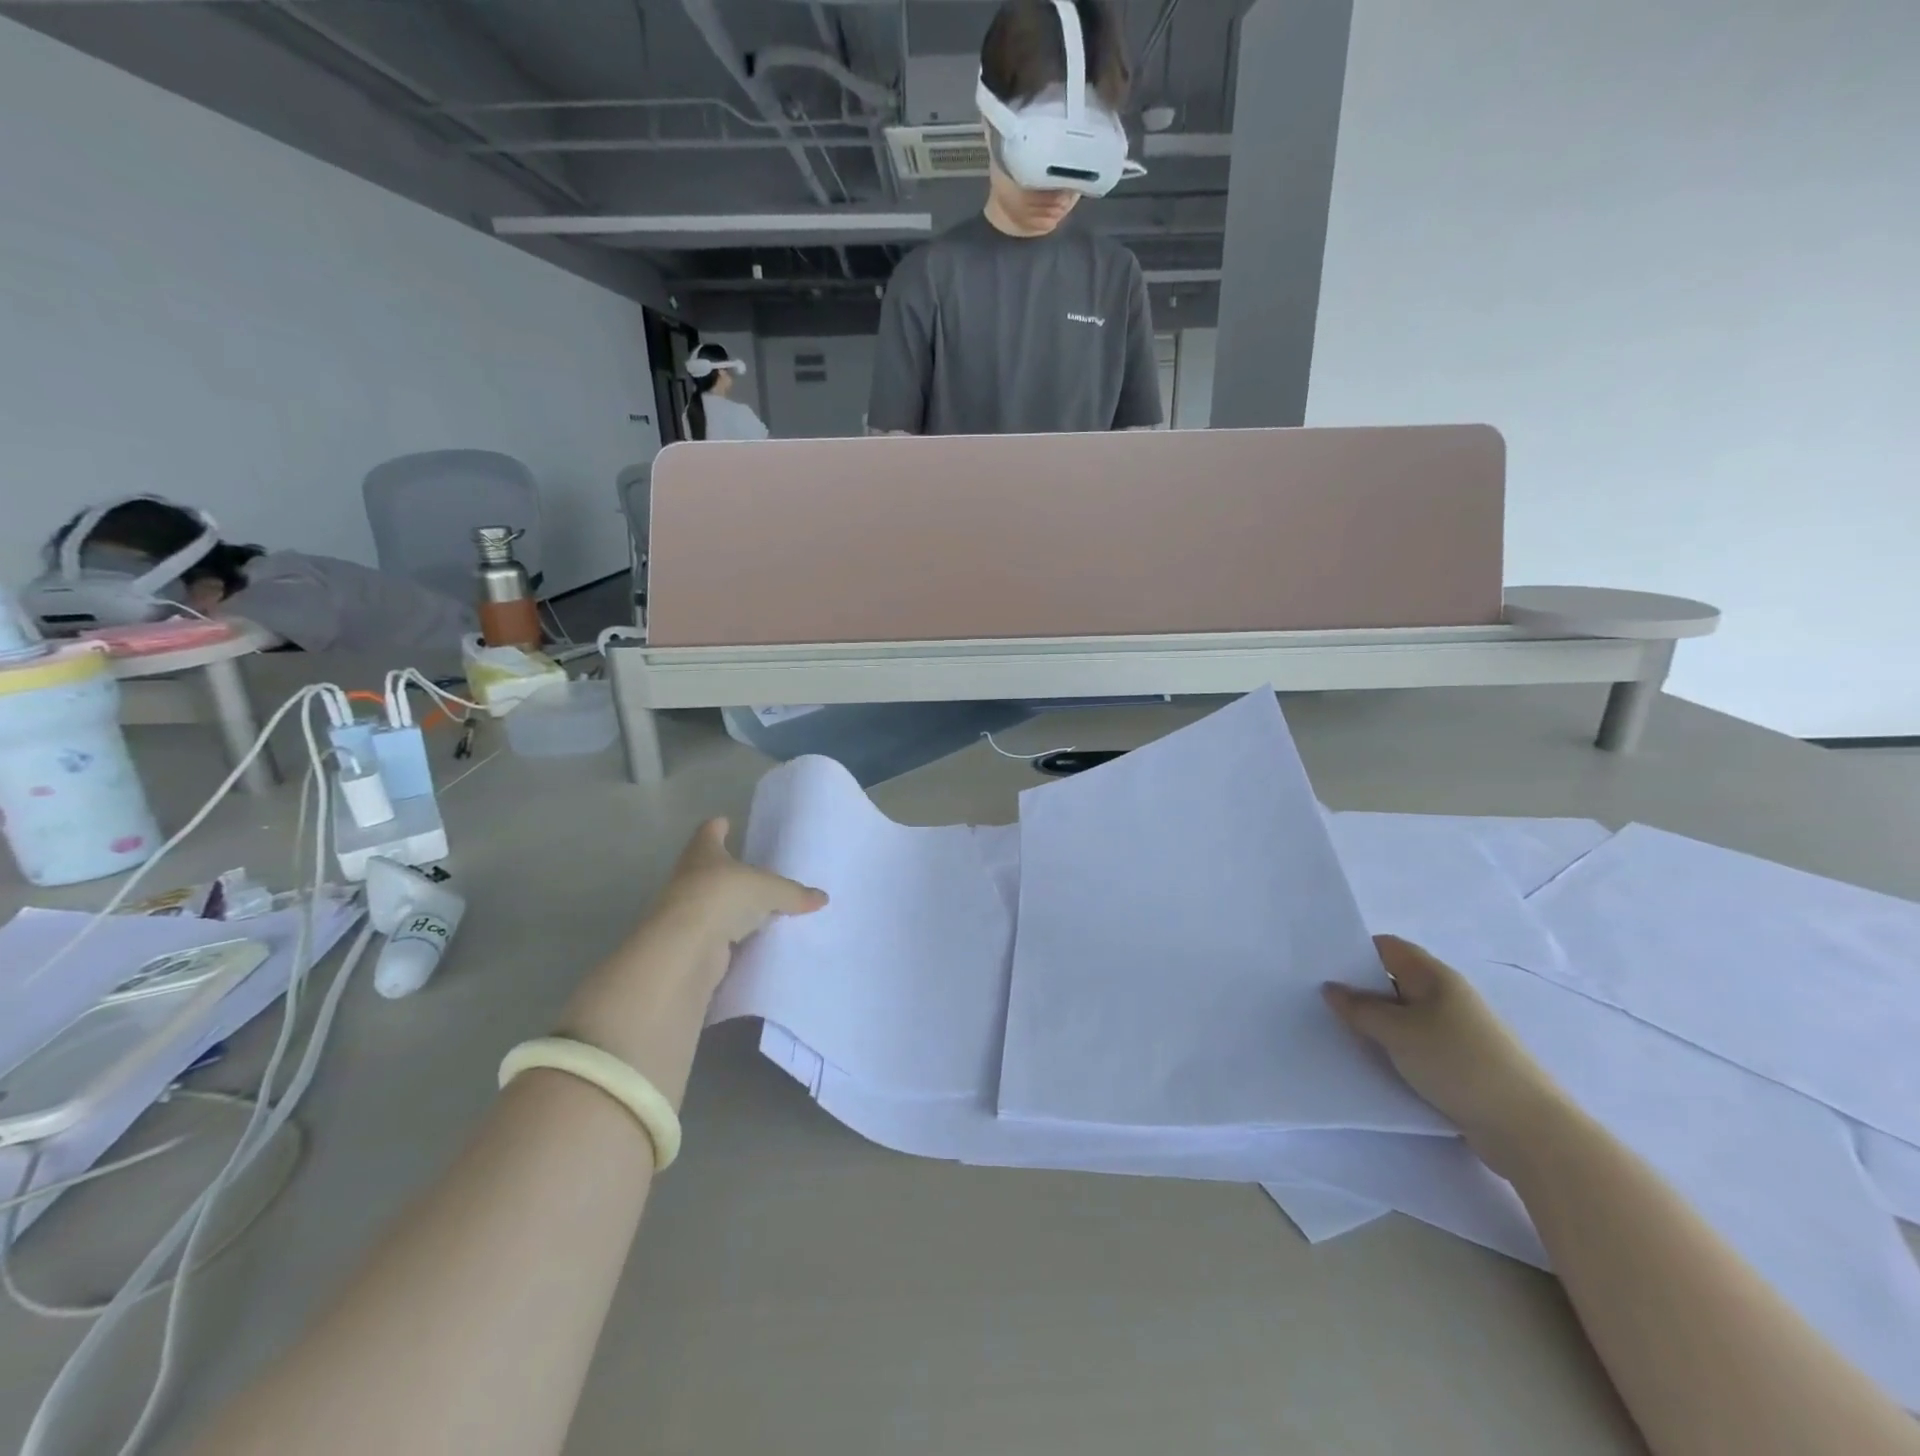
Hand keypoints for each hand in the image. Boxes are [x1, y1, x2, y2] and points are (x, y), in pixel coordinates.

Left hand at [650, 818, 827, 954]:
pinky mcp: (691, 942)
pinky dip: (730, 934)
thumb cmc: (724, 897)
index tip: (725, 822)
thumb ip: (794, 893)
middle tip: (751, 869)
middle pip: (707, 867)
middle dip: (726, 868)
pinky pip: (716, 933)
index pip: (708, 832)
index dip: (717, 827)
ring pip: (711, 901)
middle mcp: (689, 877)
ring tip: (756, 906)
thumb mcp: (769, 890)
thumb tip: (822, 898)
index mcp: (704, 853)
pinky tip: (750, 938)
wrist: (687, 947)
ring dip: (728, 904)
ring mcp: (687, 911)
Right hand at [1323, 936, 1568, 1171]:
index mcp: (1436, 977)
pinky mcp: (1460, 1064)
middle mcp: (1447, 997)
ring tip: (1337, 1030)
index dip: (1355, 950)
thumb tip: (1331, 988)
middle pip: (1394, 981)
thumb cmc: (1459, 1064)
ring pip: (1403, 1016)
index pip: (1388, 948)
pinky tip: (1372, 1062)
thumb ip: (1360, 1008)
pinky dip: (1393, 1048)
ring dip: (1375, 1023)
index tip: (1320, 963)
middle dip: (1359, 988)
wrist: (1528, 1130)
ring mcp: (1456, 1032)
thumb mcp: (1398, 1032)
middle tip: (1318, 998)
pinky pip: (1416, 1045)